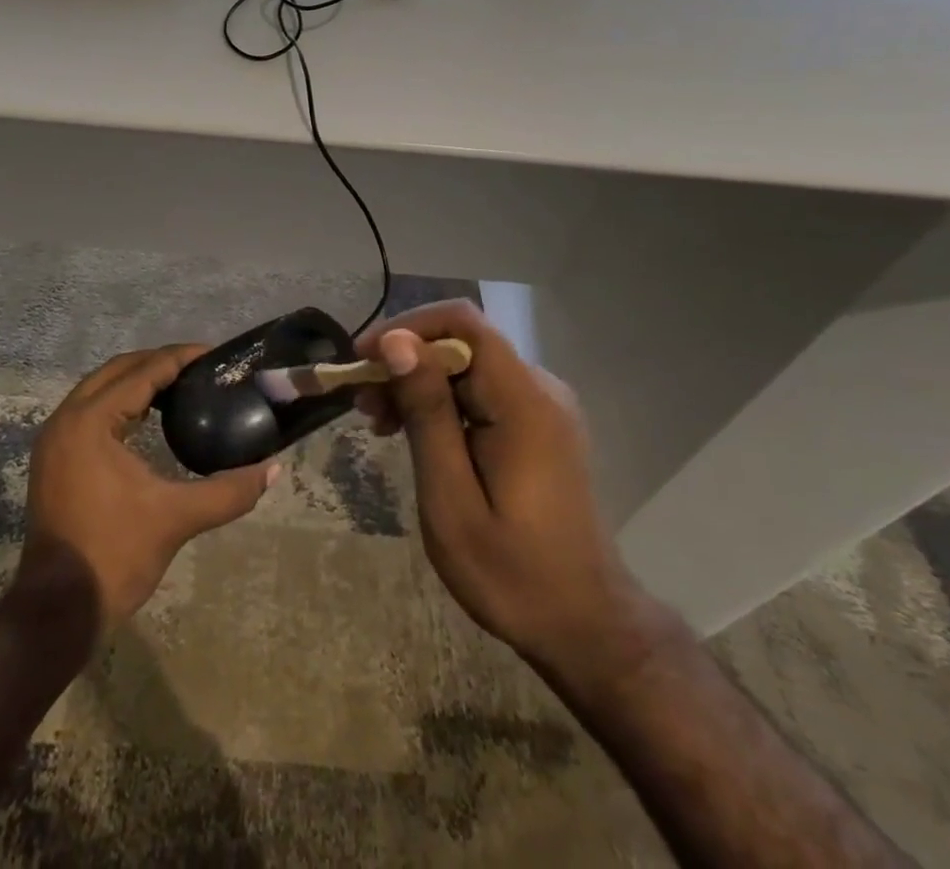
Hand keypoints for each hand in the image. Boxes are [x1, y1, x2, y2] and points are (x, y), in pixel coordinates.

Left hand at [15, 345, 277, 633]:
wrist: (57, 610)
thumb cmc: (115, 555)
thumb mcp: (176, 518)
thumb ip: (228, 491)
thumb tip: (273, 470)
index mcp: (91, 421)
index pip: (141, 373)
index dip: (179, 359)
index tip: (213, 354)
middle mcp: (67, 419)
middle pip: (117, 371)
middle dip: (157, 363)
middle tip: (199, 368)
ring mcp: (55, 439)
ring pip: (99, 389)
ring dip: (136, 381)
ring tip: (179, 386)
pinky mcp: (53, 458)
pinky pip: (89, 410)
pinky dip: (119, 403)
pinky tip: (147, 417)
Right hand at [355, 301, 650, 687]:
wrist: (587, 627)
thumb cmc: (513, 574)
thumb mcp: (452, 500)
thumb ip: (427, 414)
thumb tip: (397, 342)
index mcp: (524, 401)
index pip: (462, 322)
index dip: (407, 327)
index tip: (363, 360)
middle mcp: (539, 388)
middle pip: (461, 343)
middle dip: (404, 362)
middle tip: (362, 407)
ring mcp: (543, 406)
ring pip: (468, 366)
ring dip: (418, 385)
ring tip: (380, 425)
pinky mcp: (538, 424)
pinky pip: (482, 391)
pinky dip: (441, 404)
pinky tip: (416, 436)